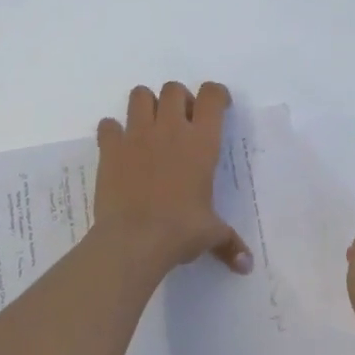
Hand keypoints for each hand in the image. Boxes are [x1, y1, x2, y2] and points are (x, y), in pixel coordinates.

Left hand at [92, 81, 251, 281]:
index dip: (216, 95)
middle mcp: (170, 129)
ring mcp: (137, 135)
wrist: (134, 240)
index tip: (217, 107)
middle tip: (181, 122)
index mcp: (201, 142)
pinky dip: (113, 132)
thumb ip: (229, 243)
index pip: (212, 95)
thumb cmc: (180, 231)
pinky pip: (108, 125)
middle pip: (174, 89)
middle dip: (179, 99)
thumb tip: (246, 266)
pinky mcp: (111, 148)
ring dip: (146, 105)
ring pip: (140, 95)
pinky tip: (119, 148)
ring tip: (149, 127)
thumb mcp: (210, 234)